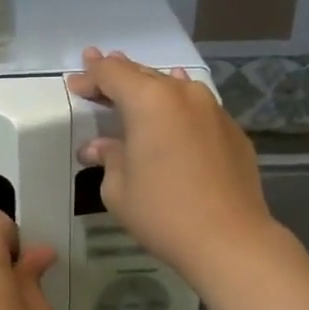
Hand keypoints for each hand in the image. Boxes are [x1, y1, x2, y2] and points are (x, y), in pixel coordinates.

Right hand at [66, 47, 275, 284]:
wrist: (229, 238)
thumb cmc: (163, 212)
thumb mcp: (118, 189)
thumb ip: (108, 158)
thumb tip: (98, 148)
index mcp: (149, 101)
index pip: (112, 74)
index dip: (90, 77)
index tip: (76, 85)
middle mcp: (183, 94)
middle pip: (143, 74)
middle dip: (117, 75)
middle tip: (96, 71)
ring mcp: (213, 109)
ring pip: (174, 87)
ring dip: (150, 87)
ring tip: (136, 87)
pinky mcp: (232, 131)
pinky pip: (197, 109)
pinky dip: (177, 108)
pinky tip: (174, 113)